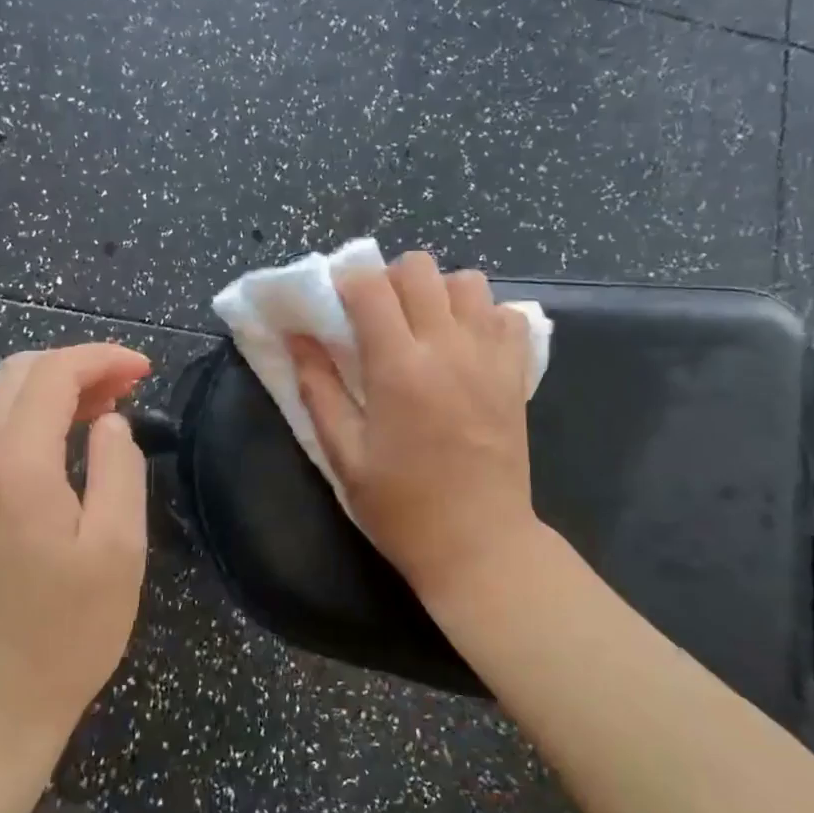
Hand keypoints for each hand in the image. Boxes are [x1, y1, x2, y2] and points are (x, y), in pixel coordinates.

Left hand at [0, 343, 152, 751]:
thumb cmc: (63, 633)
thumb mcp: (116, 549)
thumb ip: (119, 469)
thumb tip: (110, 424)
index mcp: (16, 465)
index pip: (53, 374)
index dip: (101, 358)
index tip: (146, 369)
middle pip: (19, 374)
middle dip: (77, 365)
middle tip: (128, 386)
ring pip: (2, 402)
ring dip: (56, 390)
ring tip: (108, 409)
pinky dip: (36, 419)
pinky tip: (71, 446)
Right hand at [290, 251, 536, 605]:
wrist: (480, 545)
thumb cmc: (402, 507)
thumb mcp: (344, 455)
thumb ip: (318, 388)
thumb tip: (297, 336)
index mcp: (399, 368)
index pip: (370, 286)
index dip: (346, 283)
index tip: (337, 306)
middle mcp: (448, 348)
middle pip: (419, 268)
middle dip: (389, 279)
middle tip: (378, 316)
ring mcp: (489, 357)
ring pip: (467, 281)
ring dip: (438, 292)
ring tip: (423, 327)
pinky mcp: (516, 373)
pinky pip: (506, 314)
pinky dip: (483, 316)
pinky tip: (465, 346)